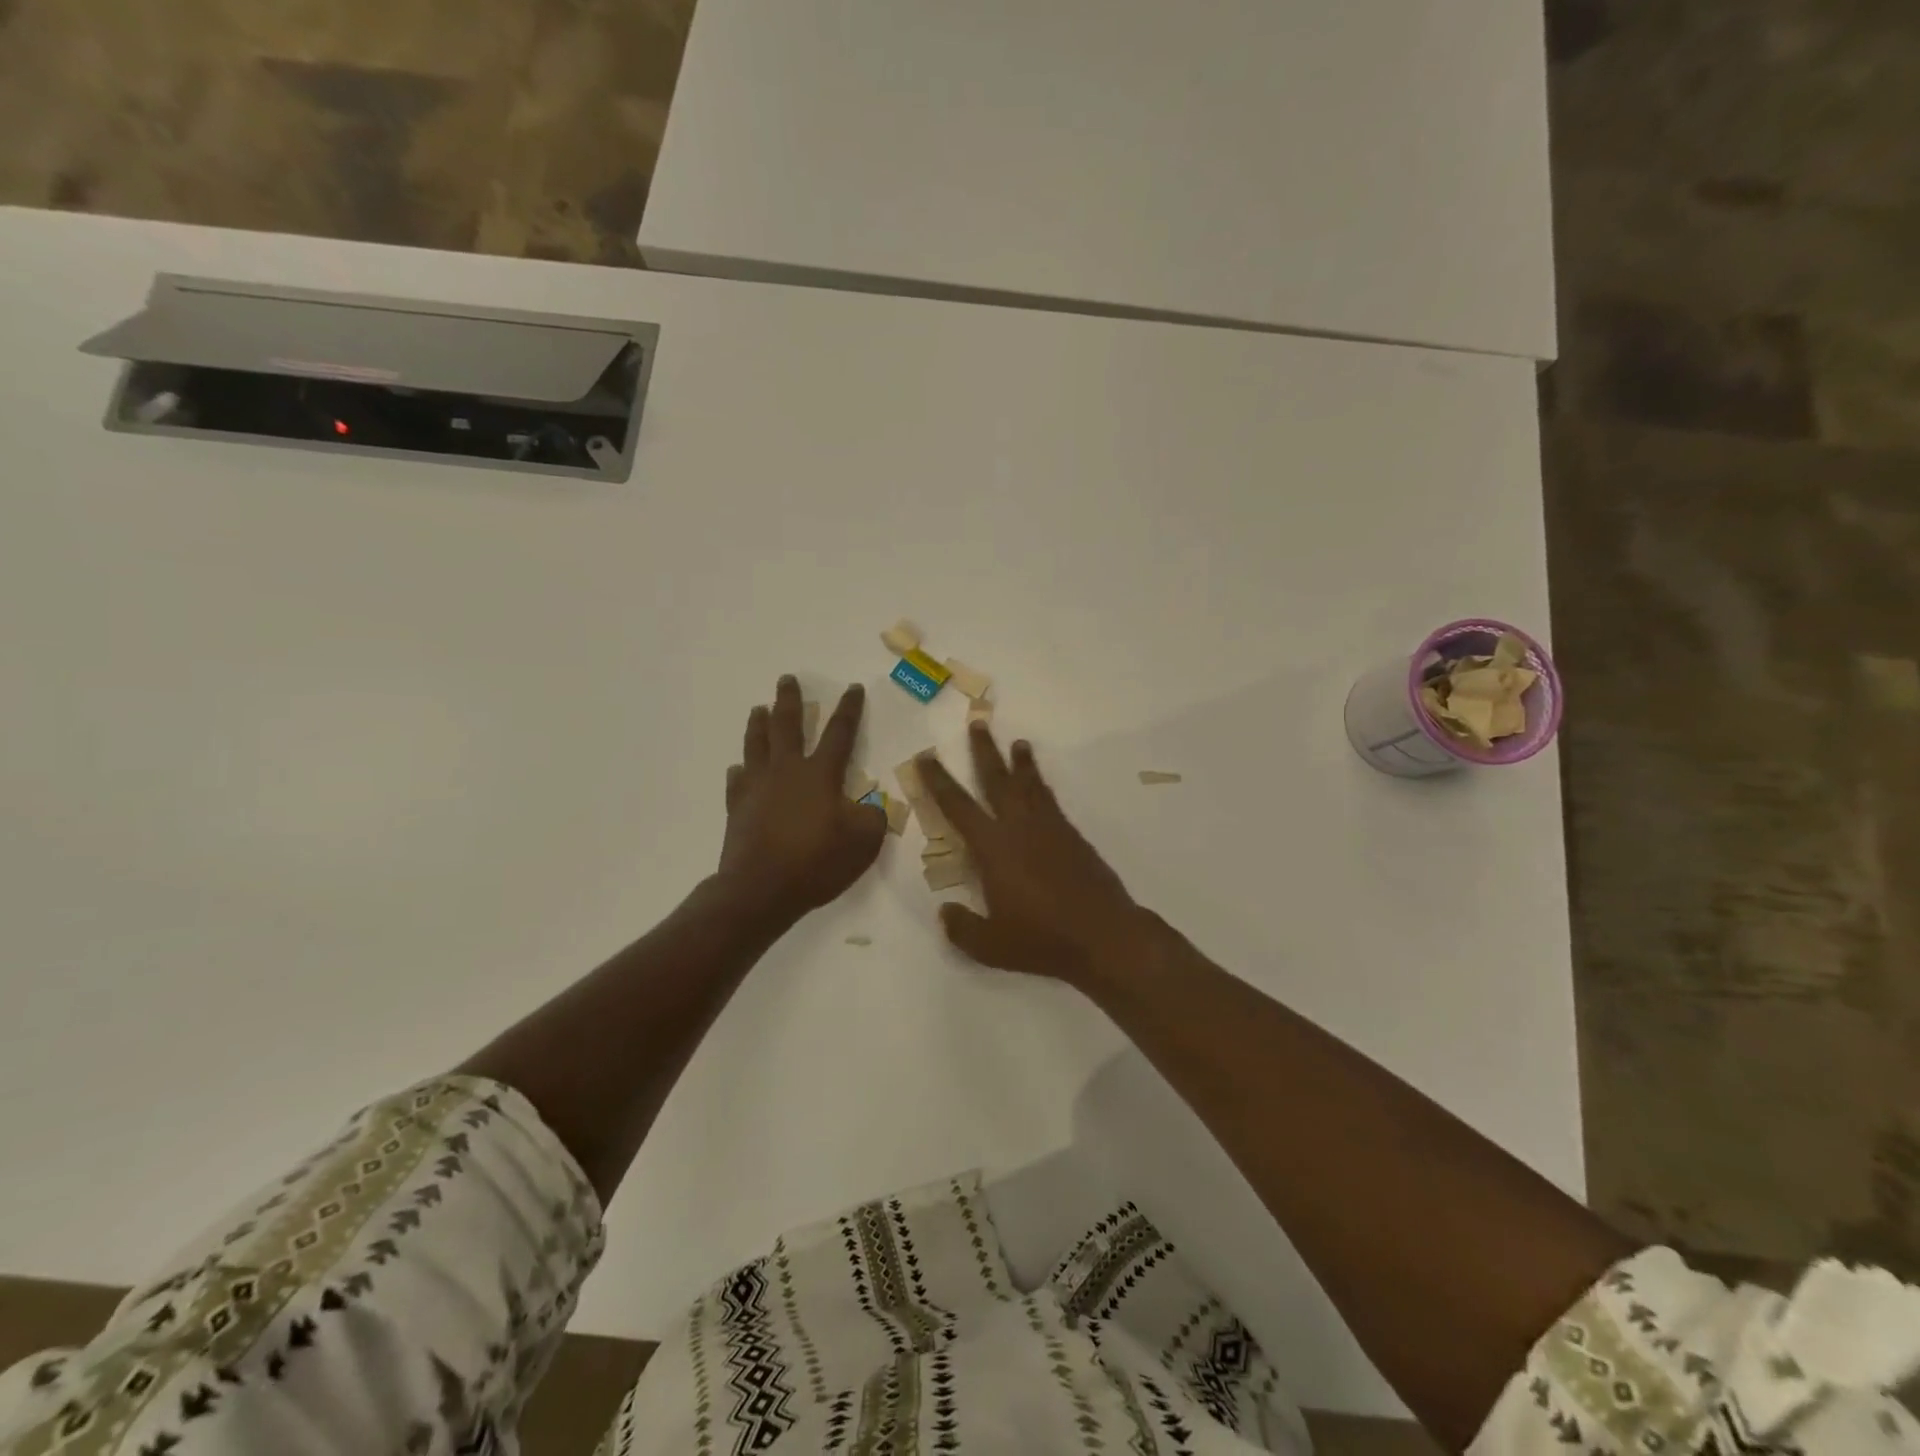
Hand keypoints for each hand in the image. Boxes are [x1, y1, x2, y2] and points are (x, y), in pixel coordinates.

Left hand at [719, 677, 885, 923]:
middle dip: (790, 700)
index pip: (839, 732)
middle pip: (787, 725)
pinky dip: (740, 771)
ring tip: (759, 708)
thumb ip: (873, 817)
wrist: (761, 889)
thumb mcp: (864, 842)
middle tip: (787, 679)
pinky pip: (738, 781)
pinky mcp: (738, 808)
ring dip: (759, 723)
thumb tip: (870, 805)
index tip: (852, 687)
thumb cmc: (817, 861)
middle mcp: (787, 771)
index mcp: (820, 774)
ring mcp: (757, 788)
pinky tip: (739, 768)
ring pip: (756, 744)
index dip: (848, 709)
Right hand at [917, 725, 1143, 983]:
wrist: (1104, 935)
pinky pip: (1050, 800)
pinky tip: (1039, 785)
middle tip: (977, 723)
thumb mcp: (990, 946)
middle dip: (984, 751)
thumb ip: (962, 928)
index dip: (938, 780)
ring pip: (1029, 784)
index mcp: (993, 848)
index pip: (957, 806)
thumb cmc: (1042, 940)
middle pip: (997, 780)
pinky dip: (1041, 785)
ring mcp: (1049, 828)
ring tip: (1017, 742)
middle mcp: (1019, 828)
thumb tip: (945, 912)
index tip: (926, 757)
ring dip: (1020, 762)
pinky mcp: (1072, 836)